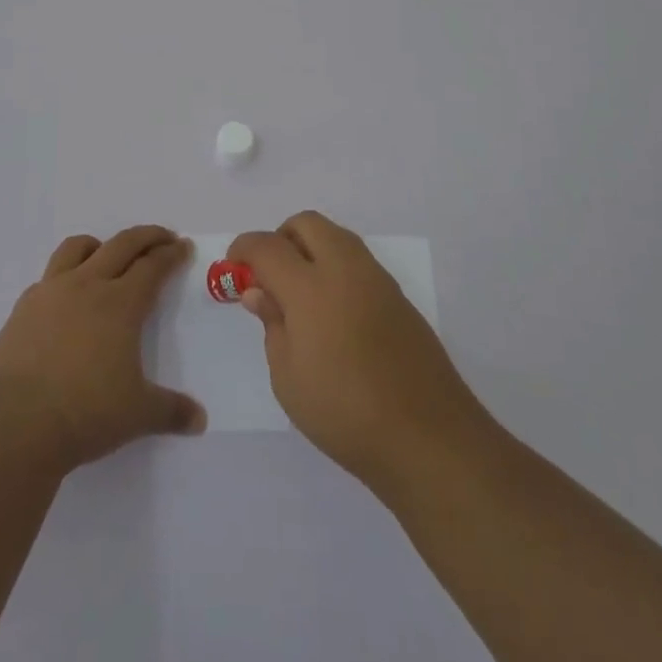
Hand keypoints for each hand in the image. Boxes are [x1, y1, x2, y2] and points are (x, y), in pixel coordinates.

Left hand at [0, 225, 206, 470]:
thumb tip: (200, 420)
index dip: (171, 254)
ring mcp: (52, 292)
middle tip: (162, 237)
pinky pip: (48, 277)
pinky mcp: (23, 307)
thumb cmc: (86, 413)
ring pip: (78, 247)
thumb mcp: (138, 415)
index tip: (183, 246)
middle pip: (122, 244)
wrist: (15, 422)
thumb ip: (171, 411)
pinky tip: (65, 299)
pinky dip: (64, 277)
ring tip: (108, 255)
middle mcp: (88, 285)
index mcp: (121, 304)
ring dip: (100, 245)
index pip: (153, 266)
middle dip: (146, 236)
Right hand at [230, 211, 486, 488]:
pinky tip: (333, 312)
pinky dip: (336, 269)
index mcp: (310, 286)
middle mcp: (345, 268)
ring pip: (336, 237)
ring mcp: (376, 279)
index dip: (244, 249)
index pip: (267, 246)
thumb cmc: (344, 413)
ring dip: (311, 249)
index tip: (233, 265)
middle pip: (306, 224)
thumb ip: (272, 324)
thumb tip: (259, 292)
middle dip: (281, 238)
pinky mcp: (398, 296)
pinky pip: (357, 262)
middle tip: (269, 276)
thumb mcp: (288, 377)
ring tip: (300, 295)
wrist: (428, 437)